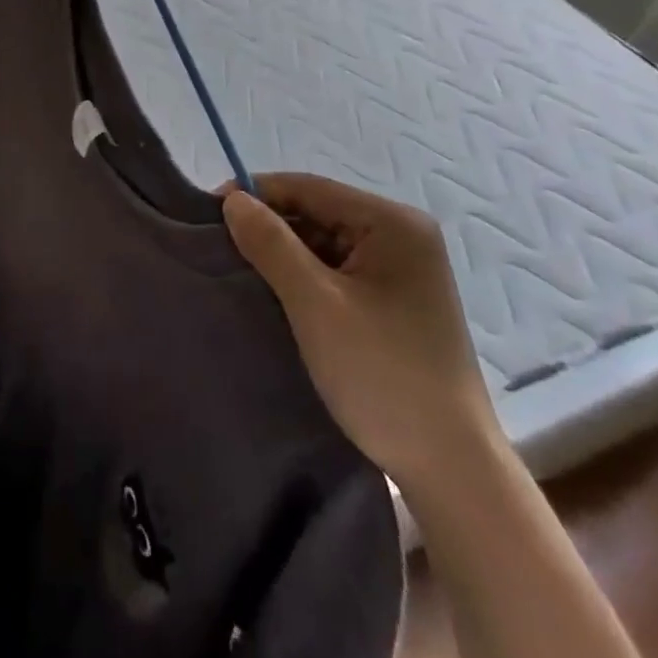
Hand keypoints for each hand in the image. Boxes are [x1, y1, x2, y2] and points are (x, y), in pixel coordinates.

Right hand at [222, 173, 500, 496]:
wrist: (450, 470)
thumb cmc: (382, 374)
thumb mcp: (315, 304)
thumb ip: (271, 243)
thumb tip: (232, 199)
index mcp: (393, 224)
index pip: (309, 188)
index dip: (255, 194)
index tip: (206, 213)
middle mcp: (402, 236)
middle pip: (316, 212)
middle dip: (268, 228)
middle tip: (219, 249)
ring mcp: (400, 270)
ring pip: (322, 243)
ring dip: (282, 255)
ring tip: (239, 273)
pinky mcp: (393, 301)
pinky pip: (334, 271)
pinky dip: (302, 278)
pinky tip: (274, 296)